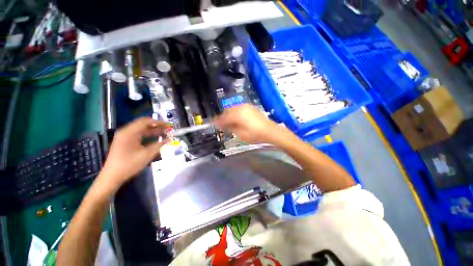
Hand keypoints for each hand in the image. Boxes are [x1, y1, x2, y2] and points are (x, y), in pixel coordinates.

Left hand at [98, 117, 168, 192]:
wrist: (112, 176)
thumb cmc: (129, 164)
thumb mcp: (146, 155)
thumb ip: (158, 145)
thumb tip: (168, 140)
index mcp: (129, 133)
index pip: (145, 122)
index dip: (157, 122)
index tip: (168, 124)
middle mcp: (126, 132)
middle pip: (143, 125)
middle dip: (156, 126)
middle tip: (168, 129)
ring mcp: (125, 137)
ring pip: (142, 130)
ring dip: (153, 131)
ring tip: (165, 133)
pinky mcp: (125, 142)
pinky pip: (139, 136)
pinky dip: (148, 136)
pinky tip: (156, 139)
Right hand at [213, 104, 287, 143]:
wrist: (270, 131)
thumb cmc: (255, 135)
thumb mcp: (240, 134)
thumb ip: (230, 128)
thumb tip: (222, 125)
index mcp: (237, 115)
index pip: (223, 117)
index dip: (218, 121)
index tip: (214, 124)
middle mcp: (240, 108)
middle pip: (227, 111)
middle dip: (223, 117)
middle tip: (222, 125)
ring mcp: (246, 106)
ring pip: (232, 109)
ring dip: (229, 115)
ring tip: (229, 122)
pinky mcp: (250, 107)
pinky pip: (238, 108)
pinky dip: (235, 113)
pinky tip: (237, 119)